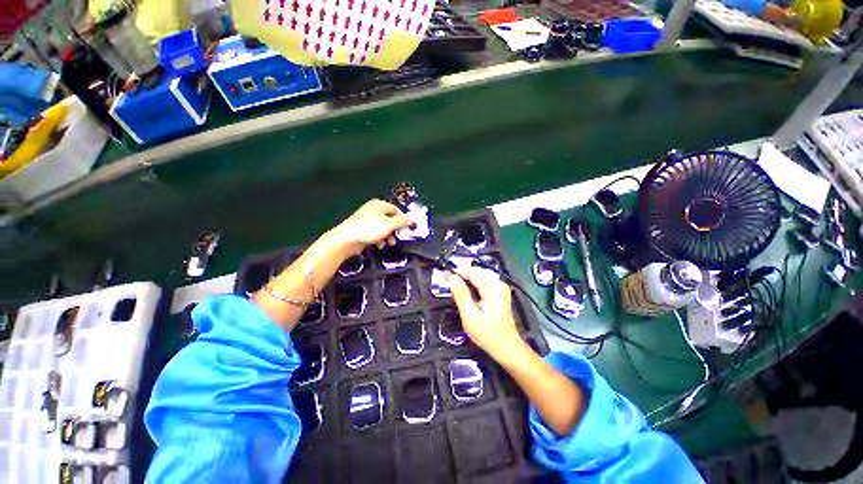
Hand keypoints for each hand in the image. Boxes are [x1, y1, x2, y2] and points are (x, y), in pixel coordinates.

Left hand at [332, 199, 412, 252]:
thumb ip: (401, 221)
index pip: (396, 209)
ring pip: (383, 227)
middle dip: (394, 229)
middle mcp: (373, 210)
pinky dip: (379, 238)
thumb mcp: (389, 225)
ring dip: (388, 236)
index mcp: (379, 205)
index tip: (406, 227)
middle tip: (397, 236)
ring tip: (389, 243)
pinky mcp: (362, 229)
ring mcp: (366, 219)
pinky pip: (375, 232)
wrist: (347, 239)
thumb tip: (410, 219)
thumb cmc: (369, 229)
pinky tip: (379, 244)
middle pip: (389, 219)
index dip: (402, 218)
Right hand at [448, 267, 523, 359]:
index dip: (457, 272)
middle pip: (477, 271)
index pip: (472, 272)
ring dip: (468, 279)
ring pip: (480, 275)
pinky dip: (474, 284)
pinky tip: (468, 293)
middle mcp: (499, 284)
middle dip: (462, 275)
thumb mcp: (469, 316)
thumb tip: (452, 278)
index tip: (445, 276)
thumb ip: (460, 294)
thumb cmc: (488, 334)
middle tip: (449, 283)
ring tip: (457, 289)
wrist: (506, 348)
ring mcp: (501, 288)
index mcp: (493, 288)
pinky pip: (484, 282)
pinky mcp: (500, 293)